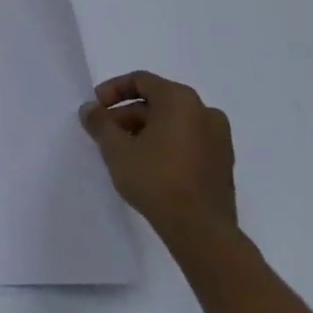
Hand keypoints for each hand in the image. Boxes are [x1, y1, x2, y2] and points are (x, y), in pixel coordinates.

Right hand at [80, 72, 236, 235]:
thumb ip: (99, 123)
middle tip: (106, 132)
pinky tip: (148, 165)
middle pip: (157, 102)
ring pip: (173, 123)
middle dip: (127, 114)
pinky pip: (188, 141)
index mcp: (181, 100)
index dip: (113, 90)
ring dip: (146, 130)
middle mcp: (204, 112)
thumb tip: (90, 109)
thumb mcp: (116, 148)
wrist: (202, 231)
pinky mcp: (223, 164)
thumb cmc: (156, 178)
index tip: (96, 108)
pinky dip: (166, 144)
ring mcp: (219, 140)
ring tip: (124, 151)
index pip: (141, 81)